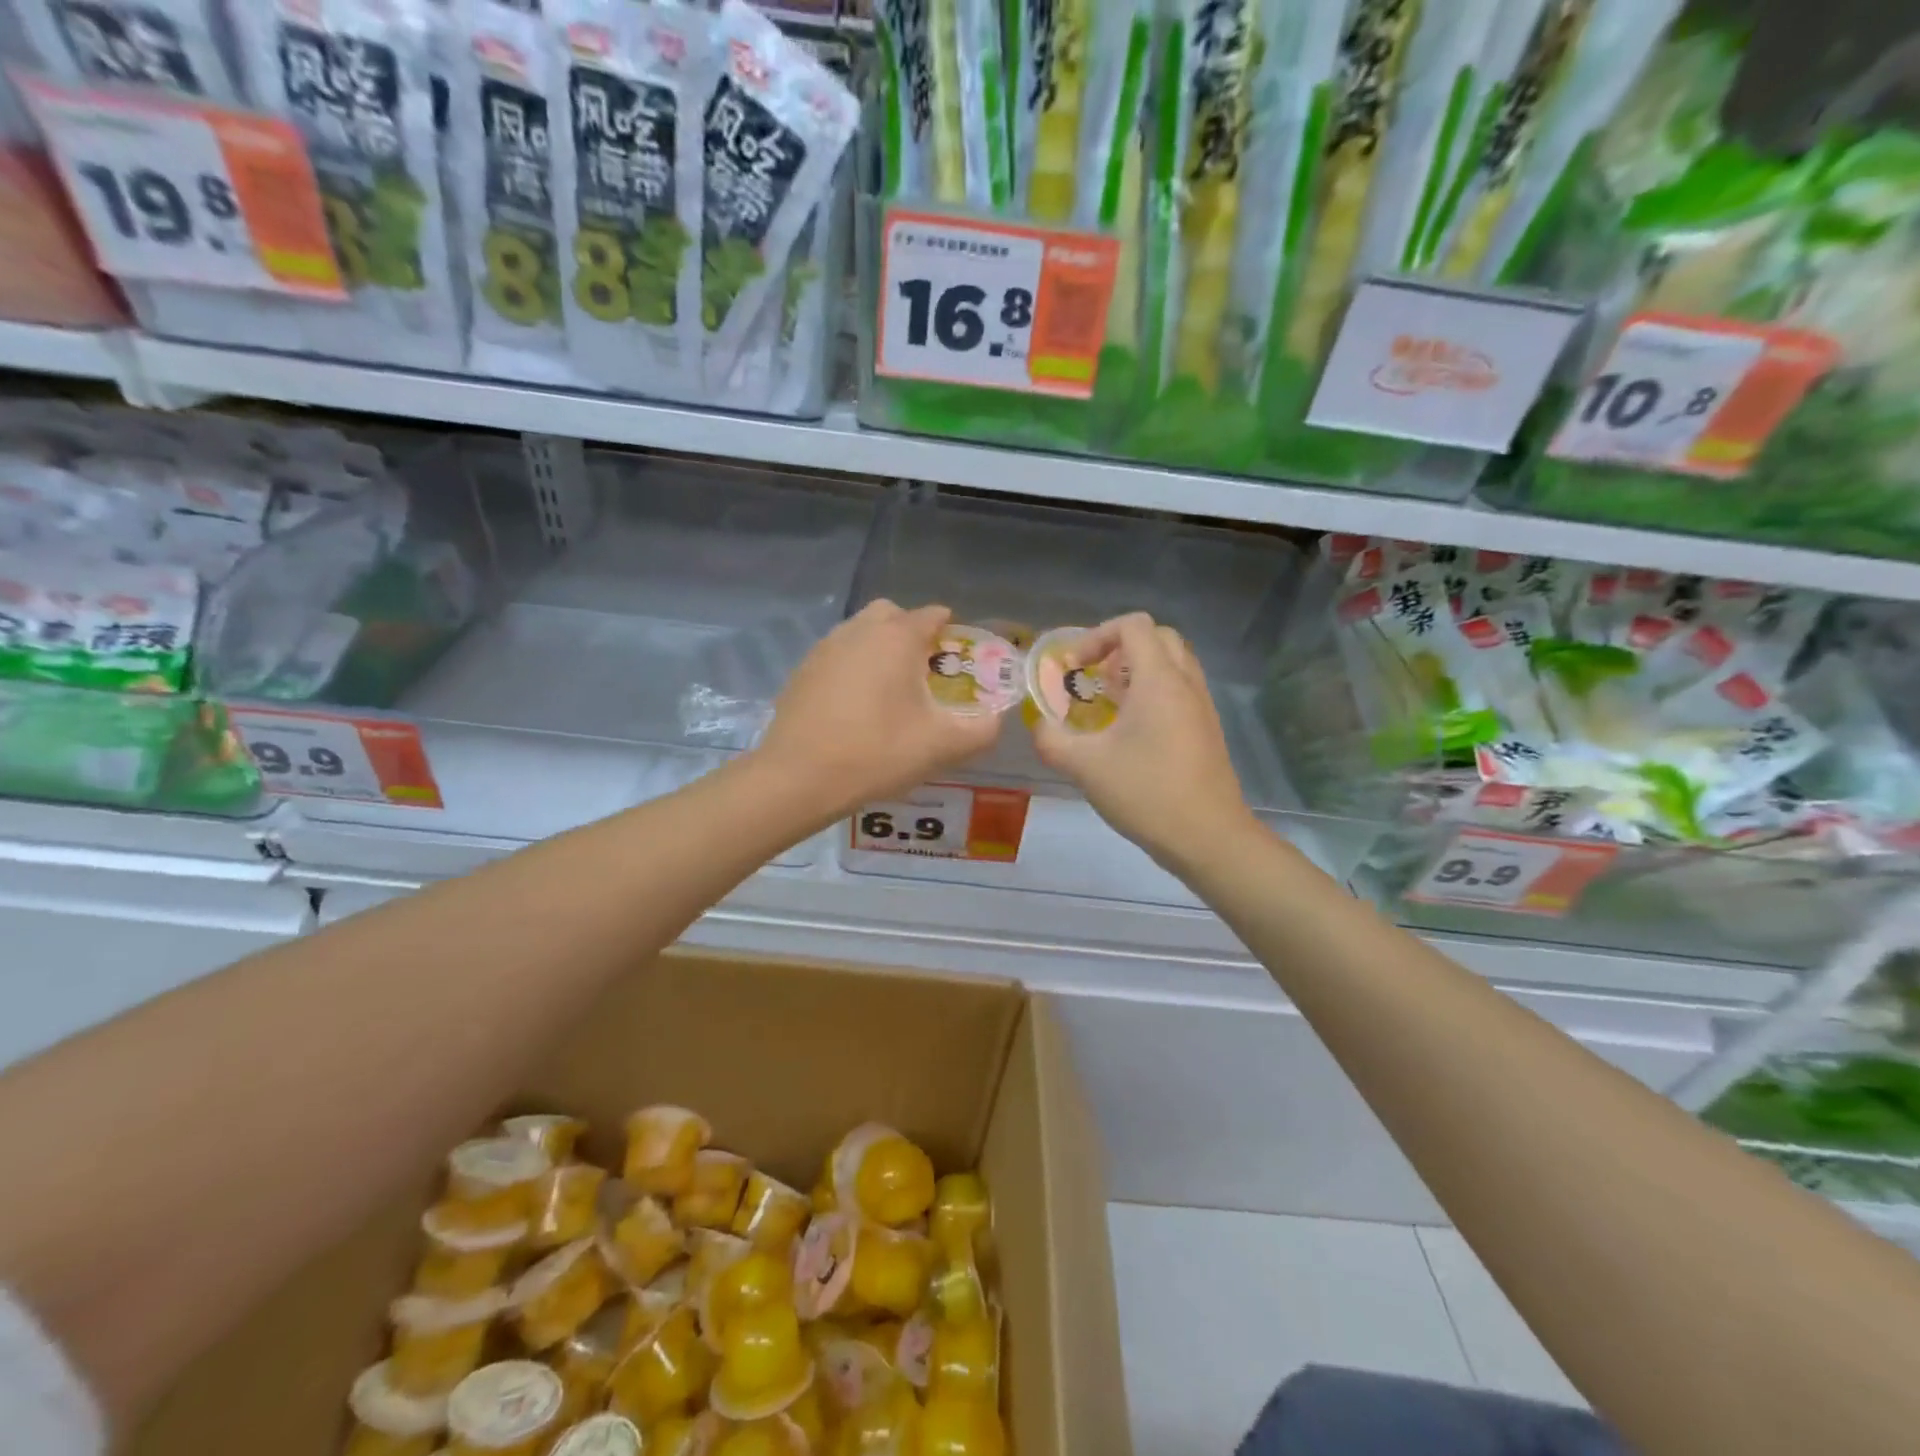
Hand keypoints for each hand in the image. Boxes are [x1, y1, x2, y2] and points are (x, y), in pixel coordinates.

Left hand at [756, 601, 1002, 821]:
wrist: (798, 778)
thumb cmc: (876, 753)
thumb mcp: (942, 746)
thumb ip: (981, 730)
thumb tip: (996, 719)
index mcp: (896, 637)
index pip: (932, 615)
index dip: (951, 633)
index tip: (958, 661)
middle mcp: (859, 630)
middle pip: (892, 615)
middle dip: (911, 633)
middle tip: (922, 673)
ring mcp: (825, 647)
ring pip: (860, 632)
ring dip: (879, 649)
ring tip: (889, 692)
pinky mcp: (802, 670)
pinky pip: (838, 655)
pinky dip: (853, 668)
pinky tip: (855, 707)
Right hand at [1031, 613, 1259, 870]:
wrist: (1208, 837)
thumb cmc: (1146, 793)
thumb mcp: (1085, 767)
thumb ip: (1051, 740)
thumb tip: (1036, 725)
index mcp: (1159, 680)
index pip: (1133, 625)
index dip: (1097, 635)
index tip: (1075, 668)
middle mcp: (1185, 683)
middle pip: (1158, 637)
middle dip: (1120, 648)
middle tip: (1094, 677)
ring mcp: (1202, 706)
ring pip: (1173, 664)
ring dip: (1139, 670)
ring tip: (1109, 702)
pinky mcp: (1207, 730)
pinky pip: (1180, 690)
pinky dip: (1154, 693)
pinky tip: (1130, 731)